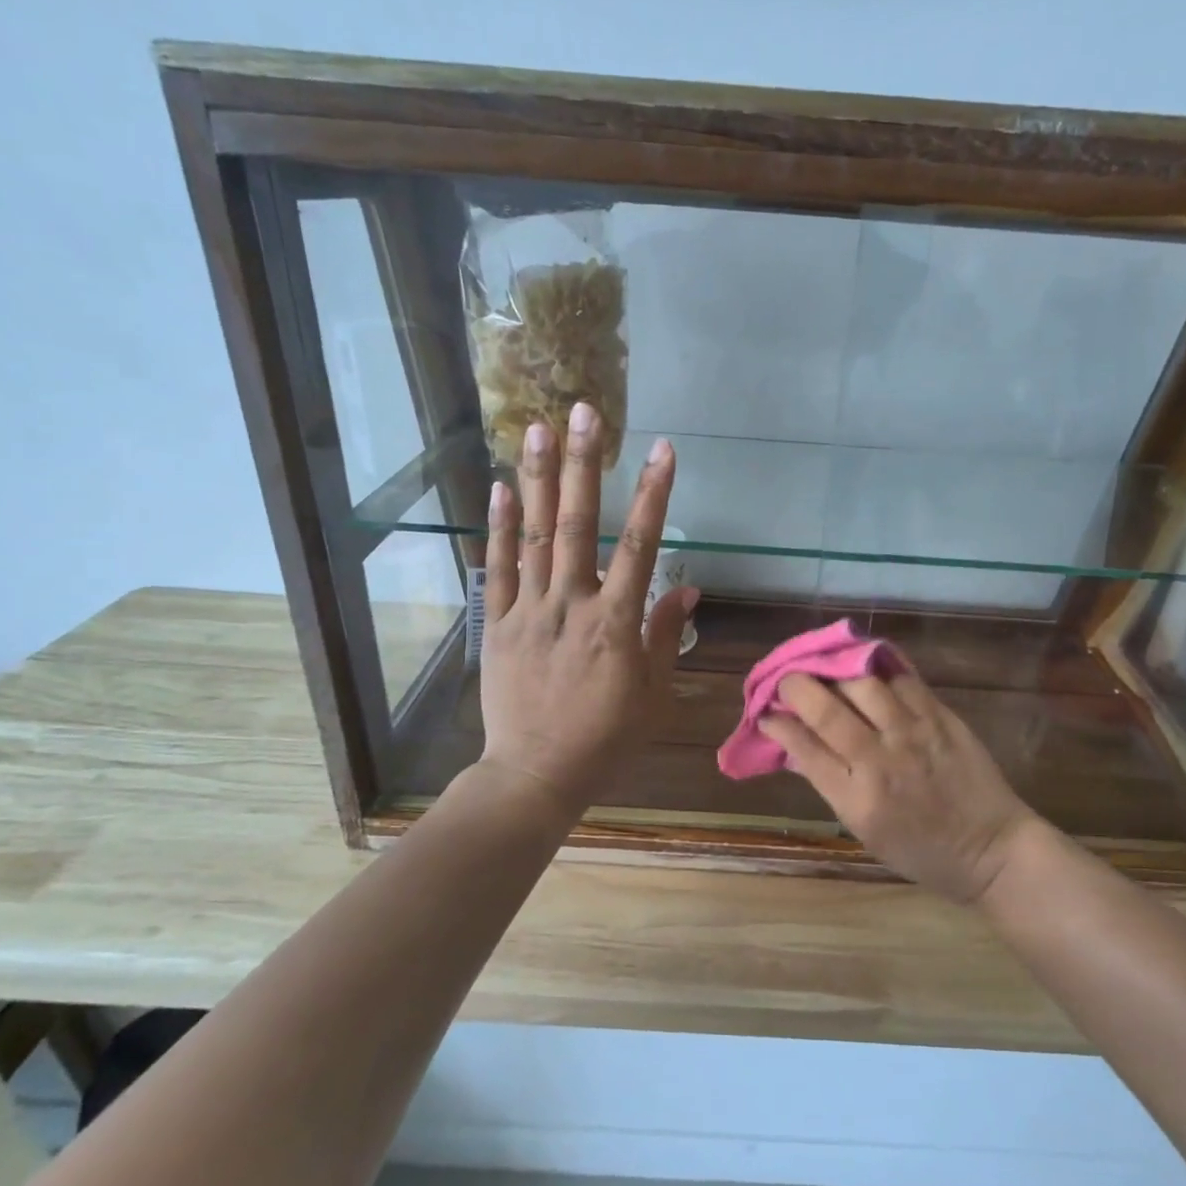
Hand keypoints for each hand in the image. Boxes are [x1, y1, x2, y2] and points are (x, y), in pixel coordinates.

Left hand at [477, 402, 696, 811]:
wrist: (536, 774)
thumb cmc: (604, 739)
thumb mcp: (652, 694)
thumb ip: (665, 636)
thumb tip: (688, 590)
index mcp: (616, 623)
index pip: (641, 546)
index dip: (654, 494)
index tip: (664, 450)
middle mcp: (572, 604)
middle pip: (580, 524)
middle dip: (586, 464)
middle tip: (587, 412)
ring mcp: (529, 611)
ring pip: (535, 536)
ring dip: (539, 479)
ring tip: (539, 428)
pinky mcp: (497, 624)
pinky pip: (497, 568)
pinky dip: (499, 526)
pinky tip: (502, 487)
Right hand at [762, 674, 1039, 903]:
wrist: (990, 850)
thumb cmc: (920, 851)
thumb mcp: (863, 830)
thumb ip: (830, 784)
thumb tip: (797, 745)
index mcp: (855, 799)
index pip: (804, 746)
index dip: (777, 723)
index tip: (766, 711)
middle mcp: (879, 761)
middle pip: (826, 709)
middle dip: (796, 686)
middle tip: (786, 680)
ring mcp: (913, 734)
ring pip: (862, 683)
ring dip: (834, 670)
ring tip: (823, 666)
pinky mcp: (940, 718)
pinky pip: (903, 679)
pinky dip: (878, 666)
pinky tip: (864, 661)